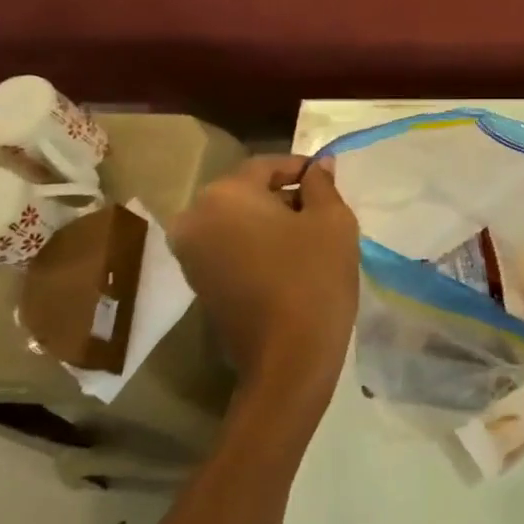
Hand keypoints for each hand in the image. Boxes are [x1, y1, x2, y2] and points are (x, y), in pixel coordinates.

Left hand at [168, 154, 359, 430]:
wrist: (289, 358)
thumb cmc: (314, 277)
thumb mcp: (332, 221)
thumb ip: (323, 185)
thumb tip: (320, 165)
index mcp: (223, 195)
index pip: (266, 166)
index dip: (302, 169)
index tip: (330, 181)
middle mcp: (194, 219)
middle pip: (247, 193)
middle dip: (285, 196)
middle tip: (323, 211)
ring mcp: (191, 255)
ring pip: (237, 221)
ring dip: (271, 222)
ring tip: (310, 238)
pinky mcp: (198, 284)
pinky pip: (230, 247)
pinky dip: (257, 246)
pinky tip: (290, 262)